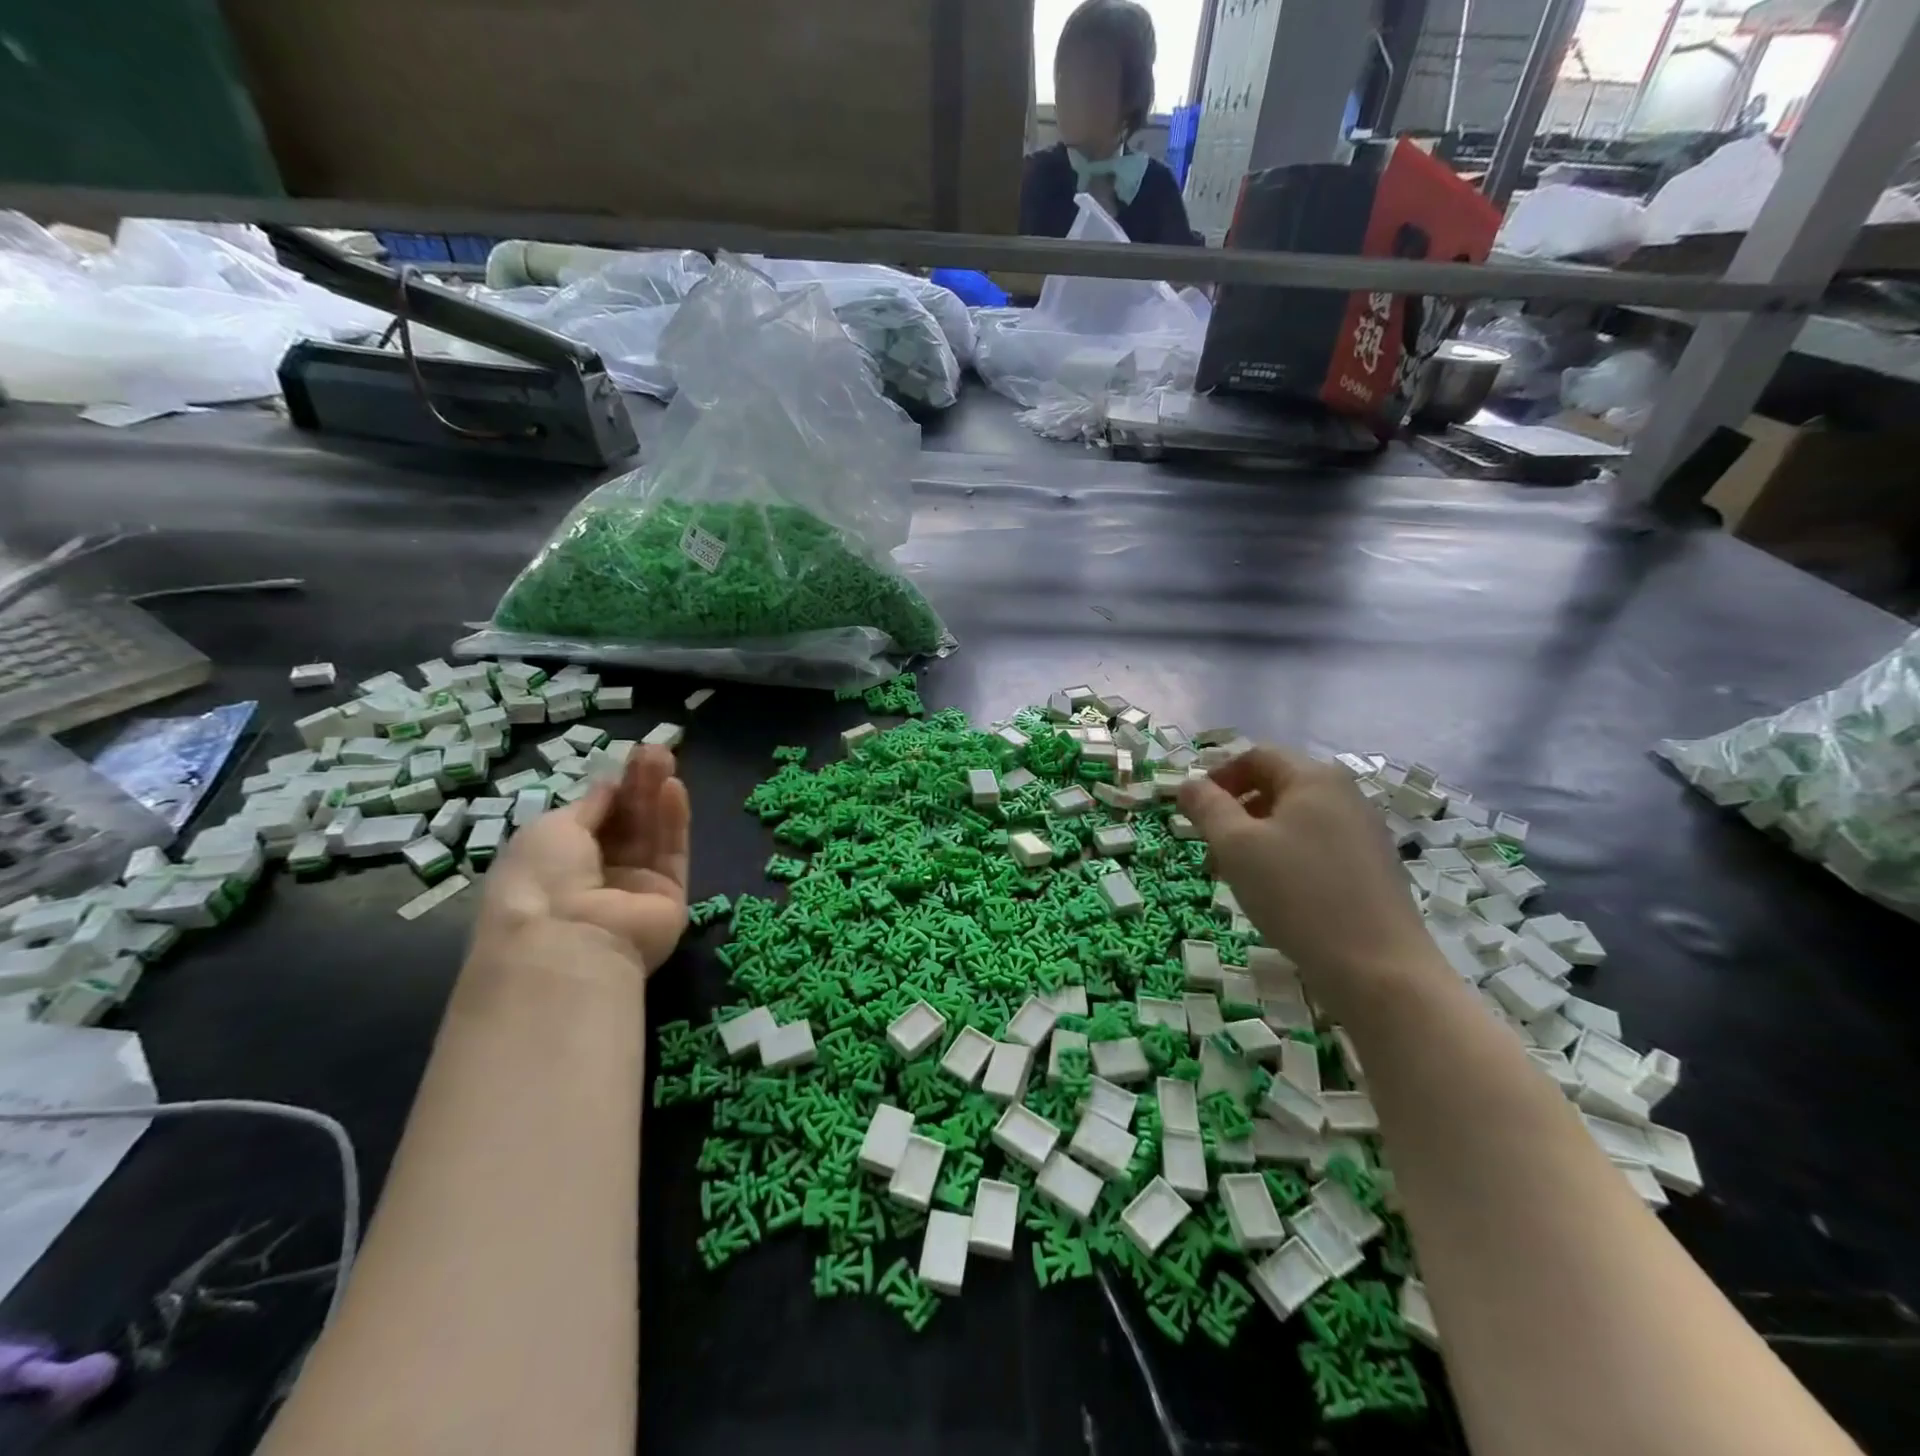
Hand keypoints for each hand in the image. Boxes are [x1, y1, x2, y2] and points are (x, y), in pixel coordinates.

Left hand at [480, 746, 690, 974]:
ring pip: (651, 833)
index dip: (610, 789)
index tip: (626, 760)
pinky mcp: (669, 897)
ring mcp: (635, 888)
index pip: (593, 819)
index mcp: (557, 863)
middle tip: (655, 750)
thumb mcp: (551, 829)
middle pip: (626, 822)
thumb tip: (608, 785)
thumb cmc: (541, 880)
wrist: (568, 942)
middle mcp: (597, 875)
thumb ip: (589, 806)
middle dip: (638, 785)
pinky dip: (674, 821)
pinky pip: (672, 853)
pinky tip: (675, 788)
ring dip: (657, 794)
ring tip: (667, 757)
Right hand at [1178, 746, 1441, 1006]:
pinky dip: (1284, 856)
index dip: (1218, 776)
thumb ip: (1207, 807)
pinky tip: (1273, 893)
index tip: (1193, 809)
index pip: (1257, 756)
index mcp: (1314, 778)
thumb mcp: (1236, 846)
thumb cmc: (1298, 894)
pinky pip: (1315, 846)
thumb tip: (1188, 783)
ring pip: (1294, 819)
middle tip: (1209, 846)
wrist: (1378, 968)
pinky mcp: (1371, 868)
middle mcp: (1344, 795)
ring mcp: (1363, 832)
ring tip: (1234, 875)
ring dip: (1256, 837)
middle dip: (1235, 809)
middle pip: (1277, 785)